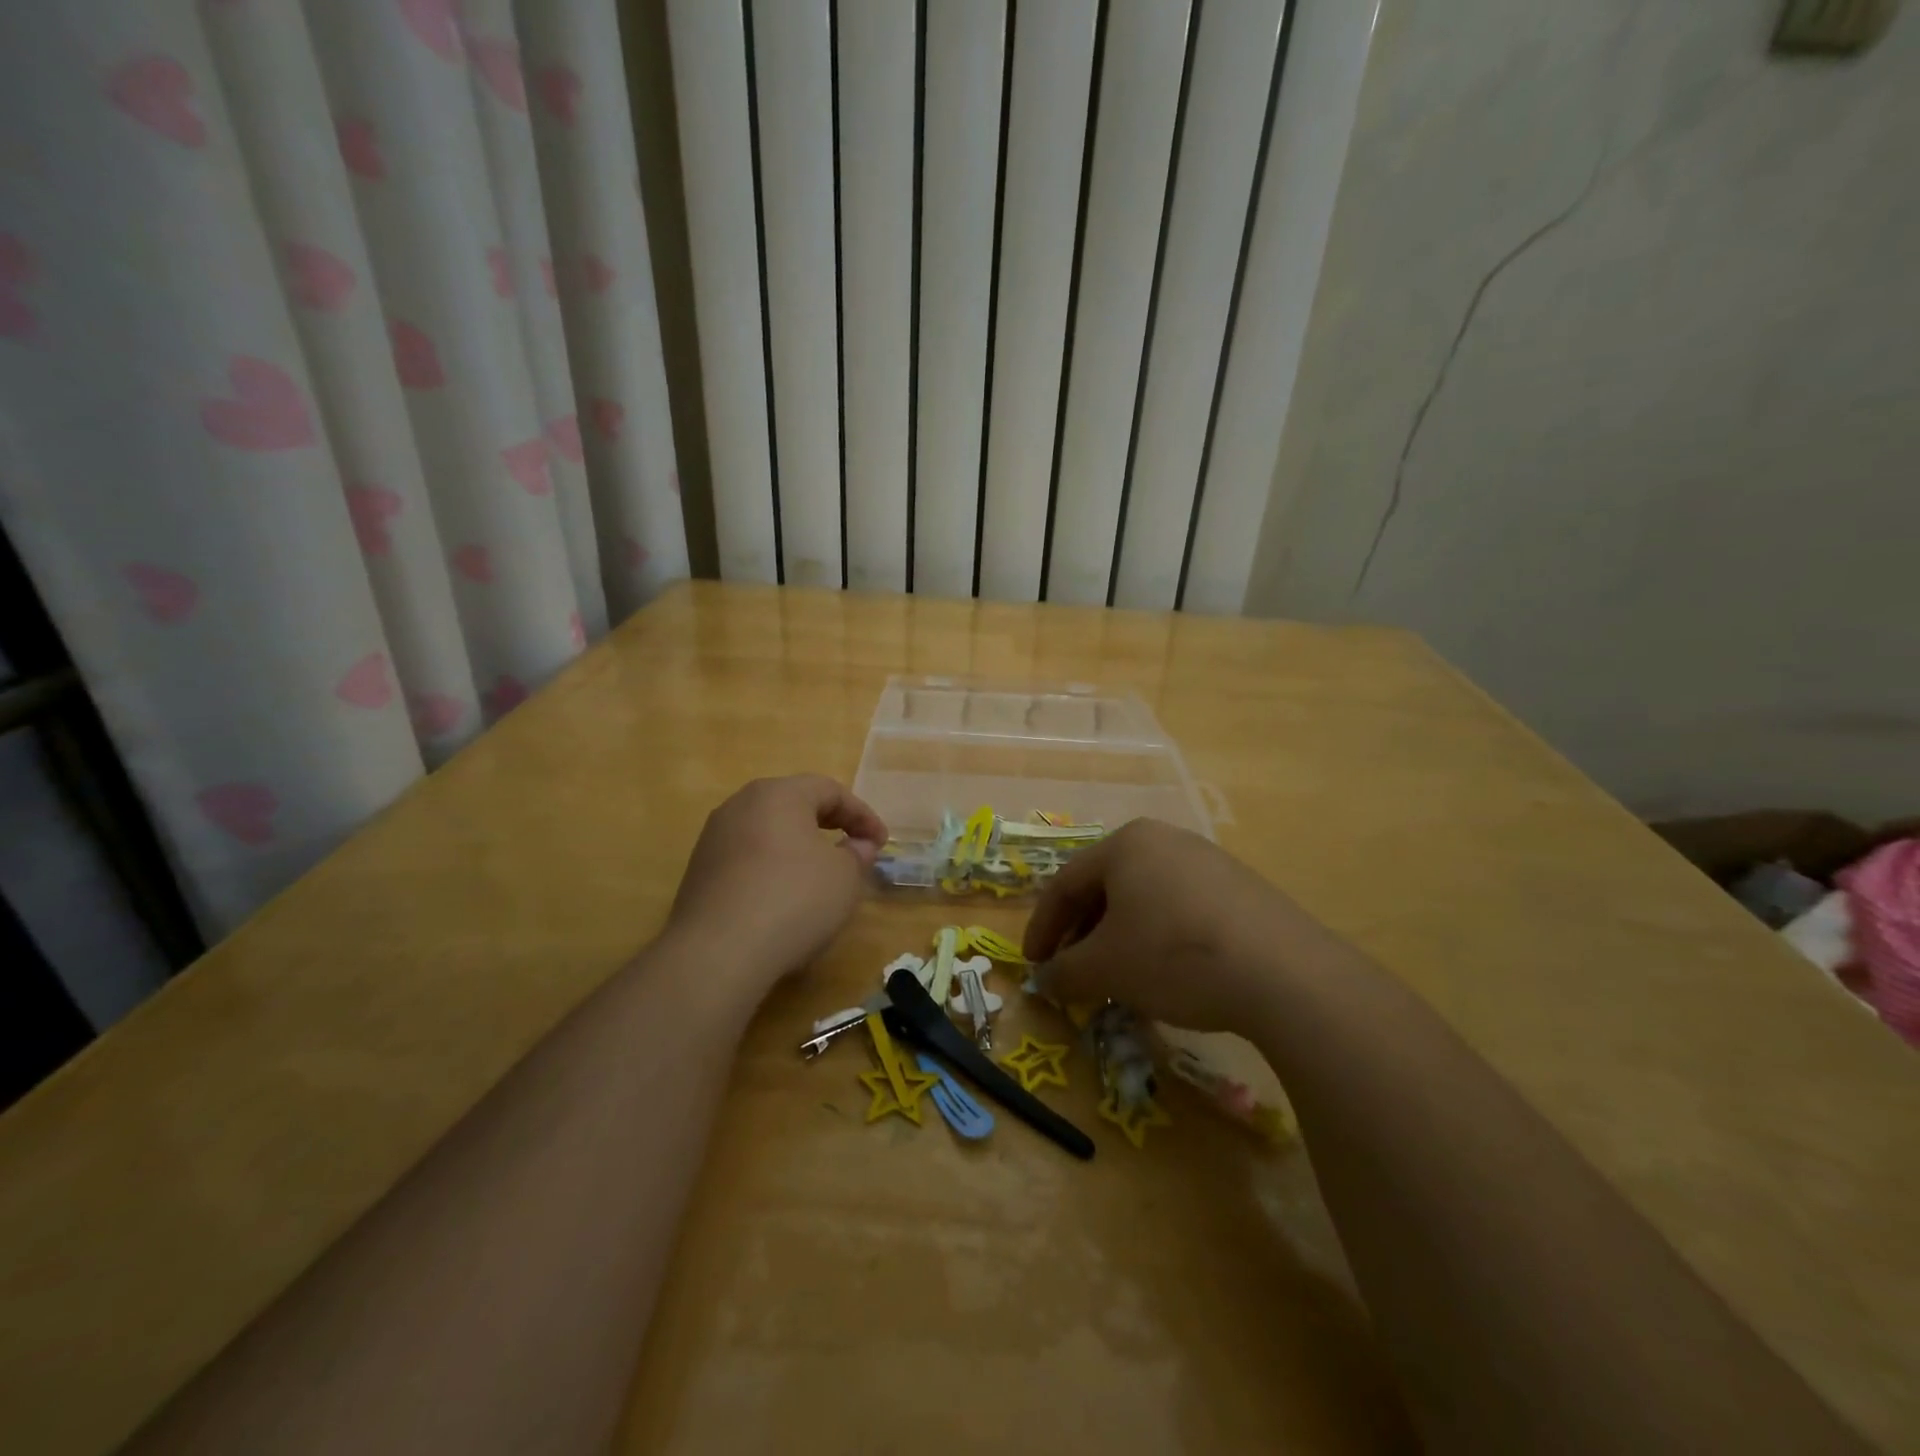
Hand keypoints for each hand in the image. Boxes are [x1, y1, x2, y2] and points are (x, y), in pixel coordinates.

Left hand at [665, 775, 887, 988]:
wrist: (717, 953)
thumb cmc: (793, 900)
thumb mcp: (844, 878)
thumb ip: (857, 854)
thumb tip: (857, 844)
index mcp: (778, 794)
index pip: (830, 790)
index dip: (862, 814)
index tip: (881, 842)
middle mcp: (740, 805)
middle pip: (794, 804)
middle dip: (829, 824)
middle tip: (853, 848)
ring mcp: (713, 839)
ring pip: (767, 832)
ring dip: (798, 847)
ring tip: (819, 875)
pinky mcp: (698, 872)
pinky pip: (746, 859)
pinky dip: (772, 869)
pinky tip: (783, 899)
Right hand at [1023, 819, 1327, 1031]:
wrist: (1284, 974)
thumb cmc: (1173, 956)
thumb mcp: (1105, 969)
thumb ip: (1064, 972)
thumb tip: (1046, 981)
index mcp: (1126, 844)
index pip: (1065, 883)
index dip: (1042, 927)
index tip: (1033, 966)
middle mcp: (1165, 840)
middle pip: (1106, 886)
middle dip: (1082, 933)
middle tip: (1072, 972)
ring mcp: (1208, 861)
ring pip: (1145, 898)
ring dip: (1120, 937)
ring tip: (1117, 977)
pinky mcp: (1242, 889)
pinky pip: (1181, 908)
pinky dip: (1159, 938)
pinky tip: (1167, 973)